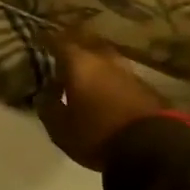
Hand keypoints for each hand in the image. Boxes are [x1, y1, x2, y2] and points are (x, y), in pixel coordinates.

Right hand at [38, 35, 168, 169]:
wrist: (151, 148)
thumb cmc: (97, 135)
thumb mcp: (61, 129)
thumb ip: (48, 107)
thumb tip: (43, 94)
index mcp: (78, 62)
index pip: (58, 41)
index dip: (46, 41)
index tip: (38, 42)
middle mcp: (102, 58)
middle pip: (85, 42)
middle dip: (73, 46)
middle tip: (62, 55)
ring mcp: (126, 70)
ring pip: (104, 57)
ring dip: (94, 62)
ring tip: (85, 73)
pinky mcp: (144, 85)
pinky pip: (120, 74)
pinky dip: (110, 77)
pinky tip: (106, 88)